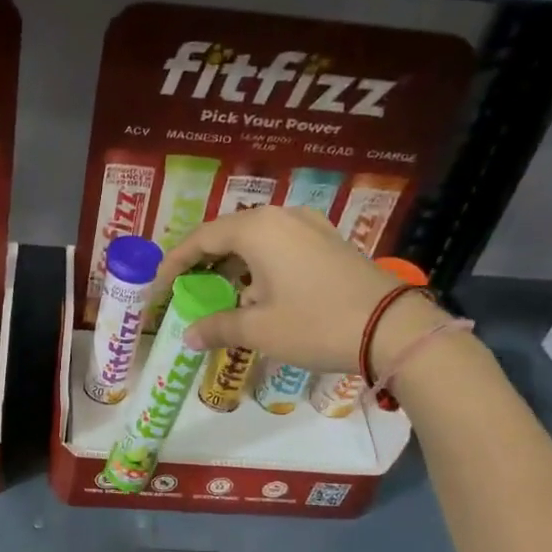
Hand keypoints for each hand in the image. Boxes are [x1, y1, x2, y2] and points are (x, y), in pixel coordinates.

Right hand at [152, 208, 443, 373]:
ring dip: (232, 265)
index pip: (201, 238)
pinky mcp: (329, 242)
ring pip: (256, 240)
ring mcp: (310, 226)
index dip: (174, 263)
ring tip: (217, 293)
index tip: (157, 287)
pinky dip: (259, 266)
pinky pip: (280, 246)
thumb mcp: (259, 330)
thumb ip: (218, 327)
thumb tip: (188, 334)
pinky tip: (257, 292)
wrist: (393, 329)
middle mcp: (281, 216)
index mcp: (258, 228)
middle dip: (202, 262)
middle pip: (228, 234)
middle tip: (184, 288)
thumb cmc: (315, 324)